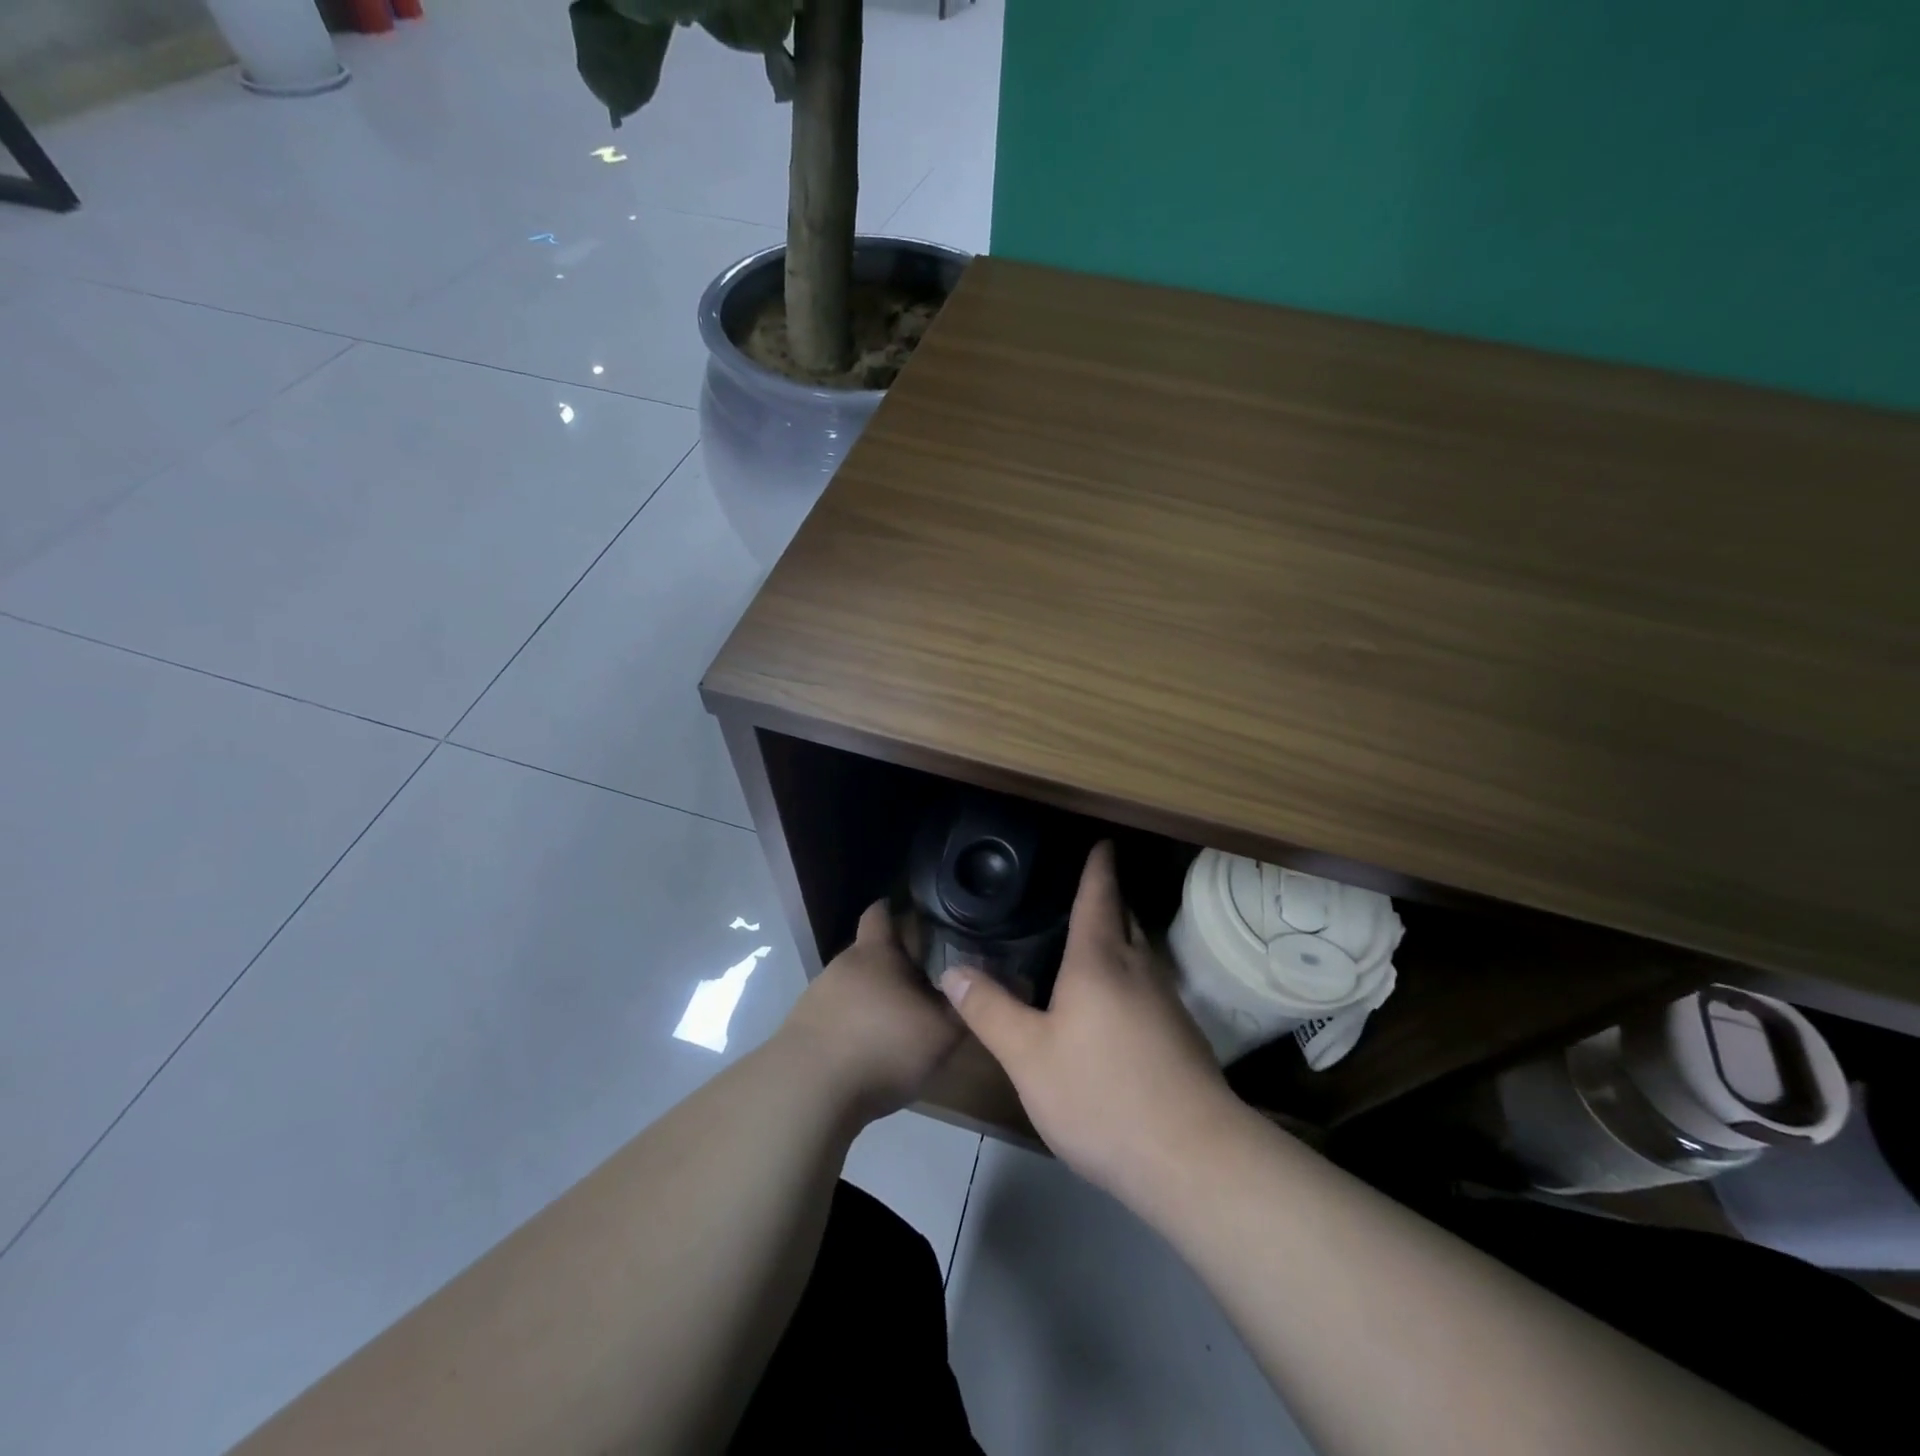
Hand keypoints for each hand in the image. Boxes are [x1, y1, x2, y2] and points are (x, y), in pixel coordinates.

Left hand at [780, 899, 963, 1123]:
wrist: (807, 1093)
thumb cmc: (881, 1047)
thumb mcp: (940, 1033)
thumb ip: (961, 1009)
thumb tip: (975, 989)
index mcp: (875, 953)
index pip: (881, 913)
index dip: (896, 910)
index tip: (917, 916)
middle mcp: (842, 966)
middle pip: (869, 954)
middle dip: (893, 966)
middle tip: (924, 983)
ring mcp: (817, 997)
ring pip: (853, 988)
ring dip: (873, 1001)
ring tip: (898, 1024)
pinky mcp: (802, 1031)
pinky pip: (836, 1019)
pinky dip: (854, 1029)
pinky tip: (869, 1053)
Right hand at [939, 842, 1235, 1200]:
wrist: (1192, 1158)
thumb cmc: (1101, 1095)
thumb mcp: (1028, 1056)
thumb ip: (990, 1010)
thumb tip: (952, 969)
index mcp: (1099, 960)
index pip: (1098, 895)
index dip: (1097, 865)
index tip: (1101, 841)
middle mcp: (1138, 968)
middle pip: (1124, 917)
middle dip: (1108, 897)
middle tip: (1080, 886)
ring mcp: (1166, 1002)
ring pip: (1139, 952)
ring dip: (1118, 935)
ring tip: (1088, 937)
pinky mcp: (1181, 1035)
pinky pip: (1148, 983)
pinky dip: (1128, 972)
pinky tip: (1111, 1000)